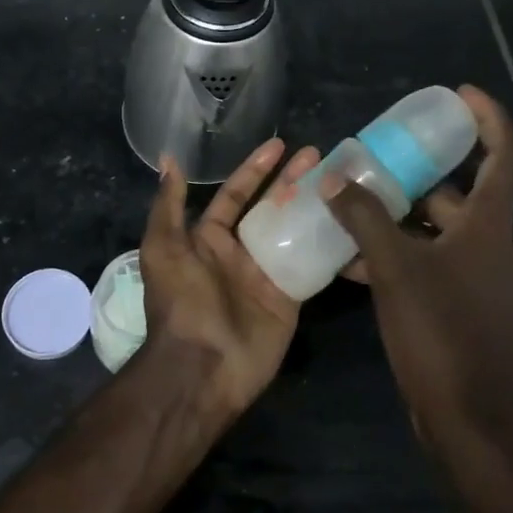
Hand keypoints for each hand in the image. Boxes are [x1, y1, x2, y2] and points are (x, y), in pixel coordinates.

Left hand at [140, 138, 319, 418]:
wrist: (202, 366)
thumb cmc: (181, 301)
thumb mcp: (164, 248)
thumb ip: (168, 205)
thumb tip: (168, 159)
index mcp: (208, 239)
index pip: (235, 195)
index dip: (256, 170)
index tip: (279, 145)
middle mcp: (239, 252)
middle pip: (270, 208)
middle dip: (291, 181)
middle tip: (317, 156)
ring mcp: (267, 275)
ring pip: (293, 231)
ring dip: (311, 206)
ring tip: (338, 180)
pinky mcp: (291, 297)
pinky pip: (311, 264)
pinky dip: (327, 244)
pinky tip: (349, 220)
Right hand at [324, 85, 512, 451]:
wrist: (465, 418)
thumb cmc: (437, 332)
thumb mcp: (394, 267)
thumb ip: (364, 218)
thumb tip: (335, 178)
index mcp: (489, 227)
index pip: (505, 155)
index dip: (488, 118)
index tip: (458, 95)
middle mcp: (491, 247)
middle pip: (460, 193)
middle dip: (419, 174)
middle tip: (376, 160)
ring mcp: (479, 280)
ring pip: (439, 231)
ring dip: (400, 218)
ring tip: (352, 208)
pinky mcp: (463, 307)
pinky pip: (430, 263)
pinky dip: (399, 254)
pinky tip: (353, 261)